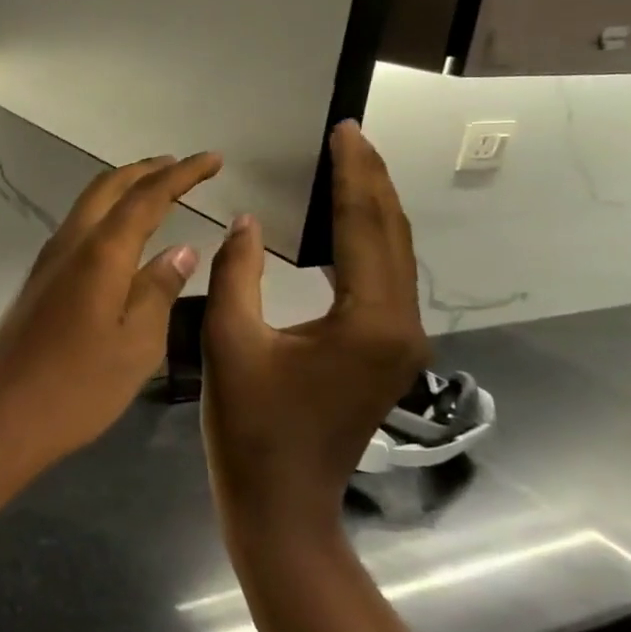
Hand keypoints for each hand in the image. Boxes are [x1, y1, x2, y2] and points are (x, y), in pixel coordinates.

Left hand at [0, 153, 222, 470]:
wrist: (0, 414)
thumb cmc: (78, 386)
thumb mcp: (136, 344)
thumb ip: (159, 289)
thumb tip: (180, 249)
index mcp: (100, 253)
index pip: (147, 197)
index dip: (181, 174)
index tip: (213, 159)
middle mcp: (69, 244)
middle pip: (107, 188)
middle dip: (146, 170)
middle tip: (181, 167)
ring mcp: (47, 262)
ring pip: (87, 206)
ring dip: (122, 190)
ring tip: (156, 192)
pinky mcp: (37, 282)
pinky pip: (77, 230)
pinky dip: (105, 216)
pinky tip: (121, 239)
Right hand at [201, 122, 430, 537]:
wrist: (282, 502)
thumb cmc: (250, 426)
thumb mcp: (230, 341)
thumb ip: (237, 272)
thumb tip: (249, 221)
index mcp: (368, 321)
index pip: (366, 227)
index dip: (354, 175)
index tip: (344, 129)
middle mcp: (400, 325)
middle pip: (393, 237)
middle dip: (372, 181)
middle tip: (349, 136)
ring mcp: (400, 342)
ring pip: (394, 258)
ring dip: (372, 209)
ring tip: (347, 166)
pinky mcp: (386, 353)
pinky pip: (384, 281)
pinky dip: (367, 242)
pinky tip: (344, 226)